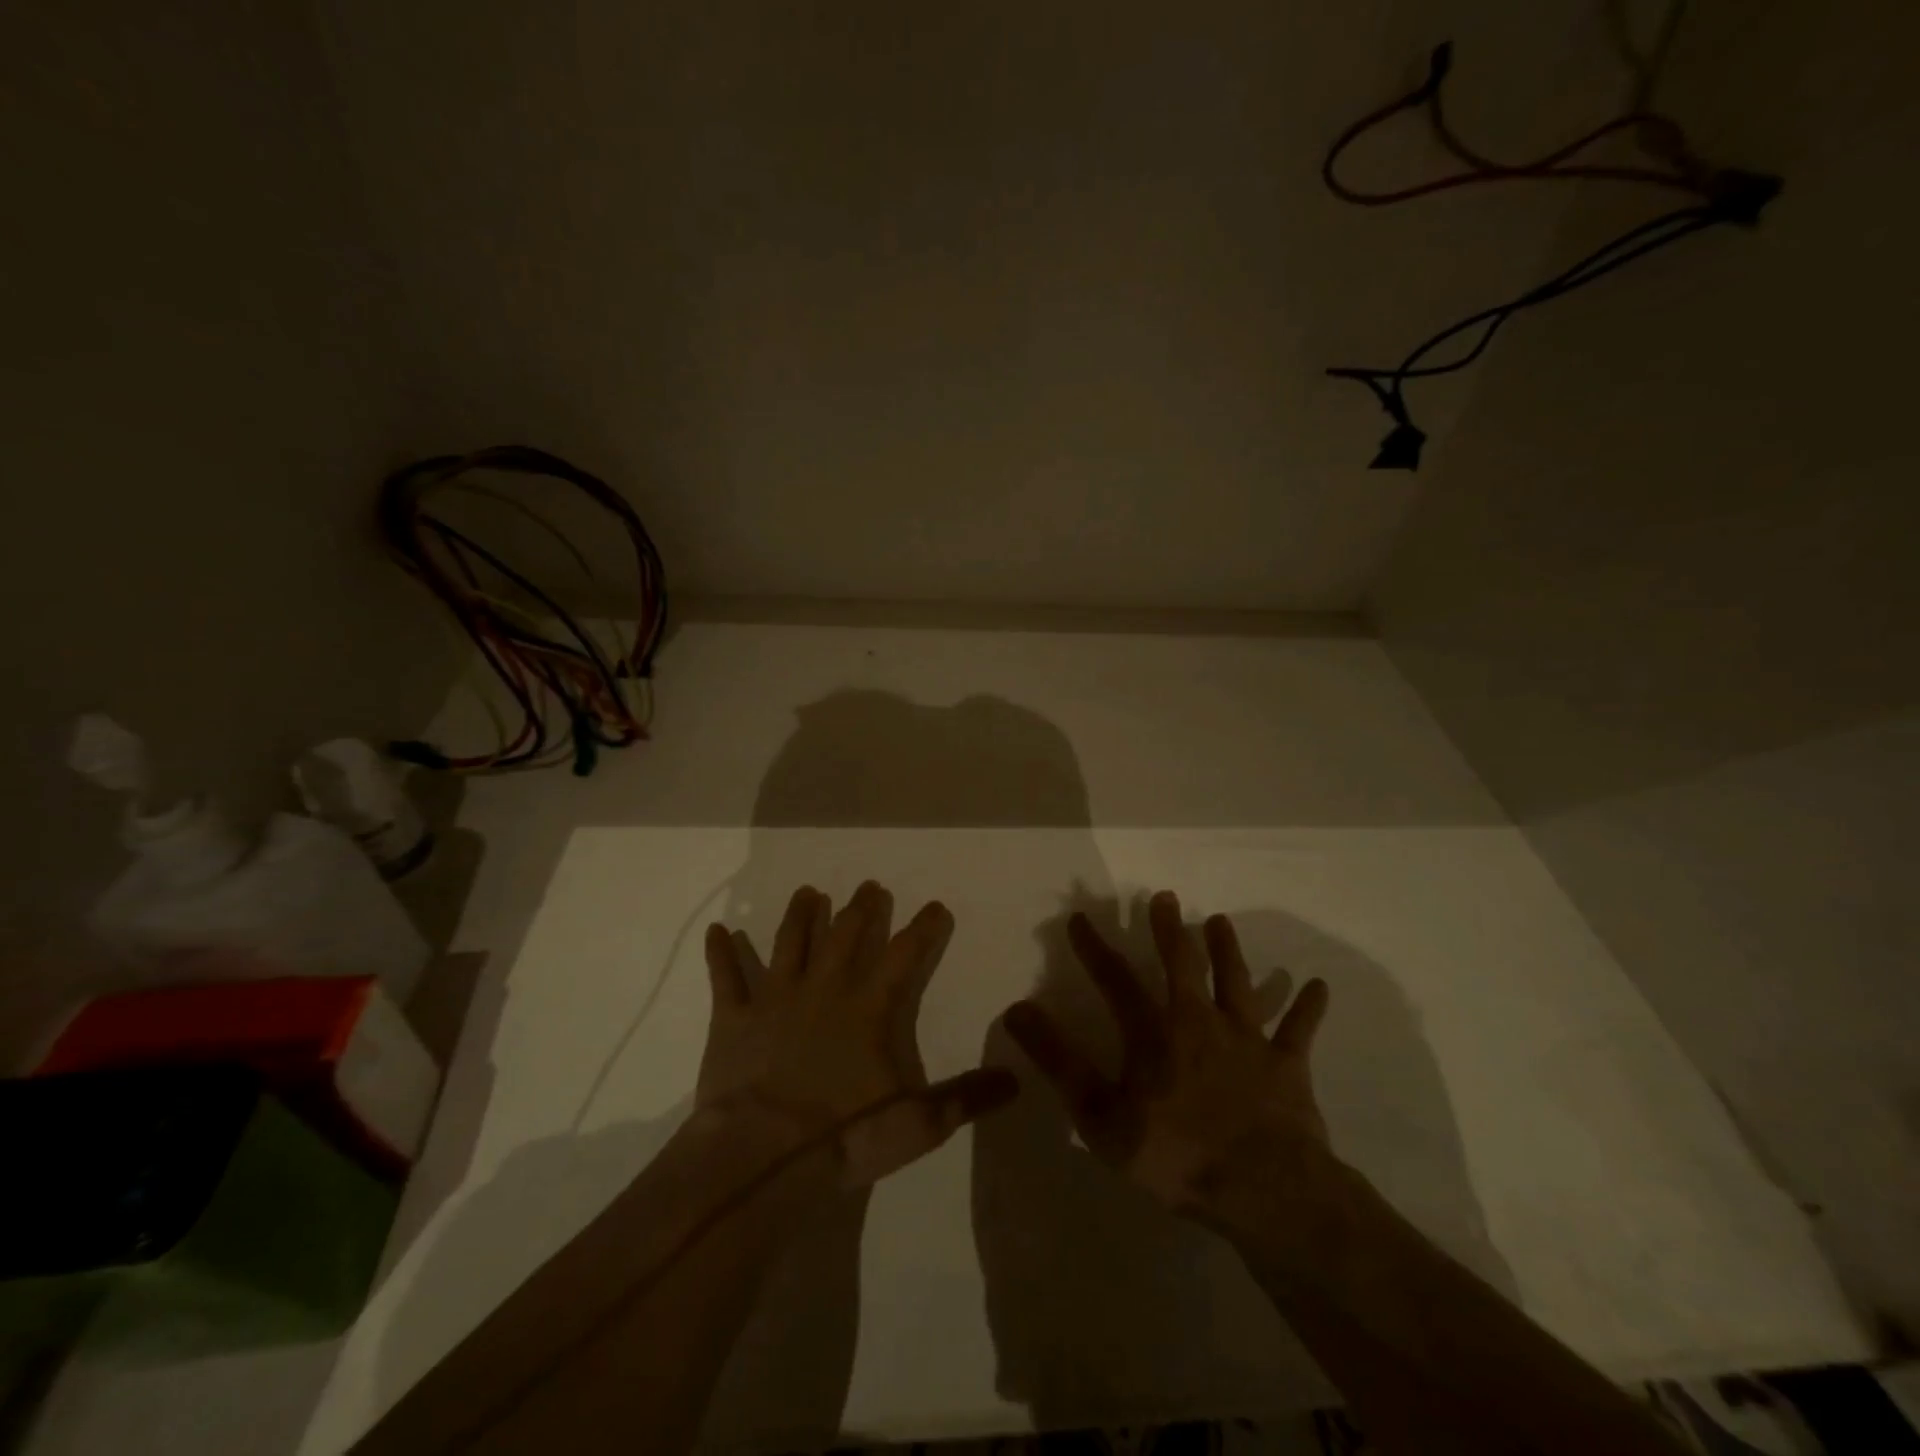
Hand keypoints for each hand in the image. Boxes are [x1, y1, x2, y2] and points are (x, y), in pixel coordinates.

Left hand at [700, 880, 1018, 1186]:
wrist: (760, 1155)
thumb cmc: (843, 1136)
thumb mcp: (917, 1124)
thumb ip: (966, 1098)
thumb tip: (1015, 1079)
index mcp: (868, 1008)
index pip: (905, 955)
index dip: (923, 928)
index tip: (936, 906)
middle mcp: (824, 989)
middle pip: (845, 935)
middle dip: (861, 909)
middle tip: (869, 887)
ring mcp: (774, 998)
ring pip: (789, 942)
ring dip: (799, 915)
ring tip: (807, 892)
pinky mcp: (732, 1018)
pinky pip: (725, 977)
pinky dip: (721, 953)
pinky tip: (718, 930)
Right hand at [1003, 891, 1331, 1216]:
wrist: (1264, 1190)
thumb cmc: (1177, 1155)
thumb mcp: (1101, 1116)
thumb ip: (1059, 1061)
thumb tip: (1017, 1010)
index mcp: (1154, 1033)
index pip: (1115, 979)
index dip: (1094, 948)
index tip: (1078, 919)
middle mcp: (1199, 1021)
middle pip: (1182, 964)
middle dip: (1169, 929)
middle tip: (1164, 896)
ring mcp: (1247, 1040)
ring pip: (1237, 982)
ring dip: (1229, 950)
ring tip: (1220, 920)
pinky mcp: (1286, 1064)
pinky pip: (1299, 1029)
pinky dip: (1307, 1006)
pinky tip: (1317, 984)